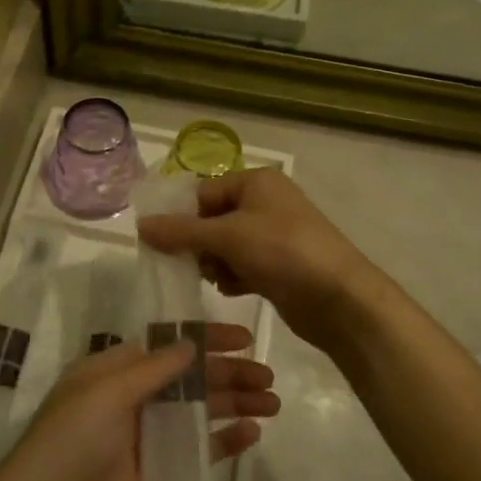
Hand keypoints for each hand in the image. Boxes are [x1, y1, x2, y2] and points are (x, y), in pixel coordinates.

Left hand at [0, 325, 278, 480]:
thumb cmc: (68, 443)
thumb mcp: (105, 393)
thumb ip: (152, 369)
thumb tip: (190, 343)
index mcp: (115, 371)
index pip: (168, 346)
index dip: (206, 340)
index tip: (244, 338)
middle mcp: (134, 398)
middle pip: (191, 378)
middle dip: (229, 374)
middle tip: (268, 377)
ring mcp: (147, 437)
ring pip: (200, 411)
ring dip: (234, 403)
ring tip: (272, 402)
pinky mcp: (158, 473)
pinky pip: (198, 450)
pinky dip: (224, 440)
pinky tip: (252, 433)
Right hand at [137, 169, 391, 360]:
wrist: (339, 298)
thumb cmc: (283, 252)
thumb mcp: (227, 236)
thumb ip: (181, 231)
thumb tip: (140, 226)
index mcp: (256, 182)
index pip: (204, 192)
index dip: (183, 217)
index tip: (163, 243)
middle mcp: (265, 202)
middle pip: (213, 219)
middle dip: (200, 243)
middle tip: (190, 264)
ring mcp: (274, 235)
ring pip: (226, 245)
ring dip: (216, 262)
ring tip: (218, 278)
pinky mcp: (279, 264)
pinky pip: (243, 264)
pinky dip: (234, 275)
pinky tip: (235, 288)